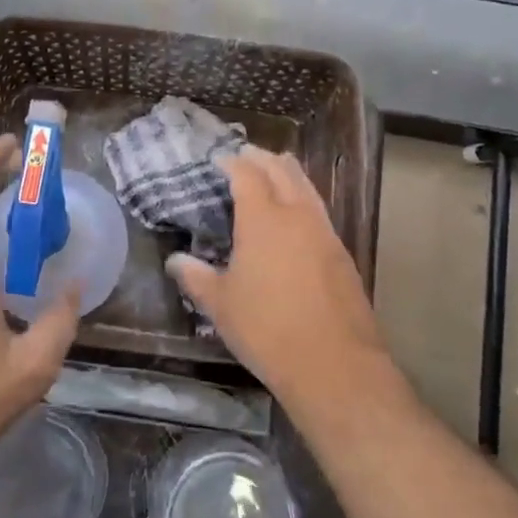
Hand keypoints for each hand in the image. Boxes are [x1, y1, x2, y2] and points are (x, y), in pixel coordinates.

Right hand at [165, 146, 389, 411]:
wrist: (334, 363)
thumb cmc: (266, 329)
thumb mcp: (220, 305)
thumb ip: (196, 277)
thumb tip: (175, 260)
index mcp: (263, 219)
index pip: (247, 175)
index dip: (232, 162)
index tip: (219, 159)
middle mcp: (297, 215)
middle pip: (282, 171)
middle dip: (263, 158)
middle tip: (247, 154)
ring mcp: (325, 233)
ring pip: (307, 187)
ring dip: (288, 173)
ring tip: (276, 169)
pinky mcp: (342, 254)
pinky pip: (319, 211)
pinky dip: (304, 198)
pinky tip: (298, 215)